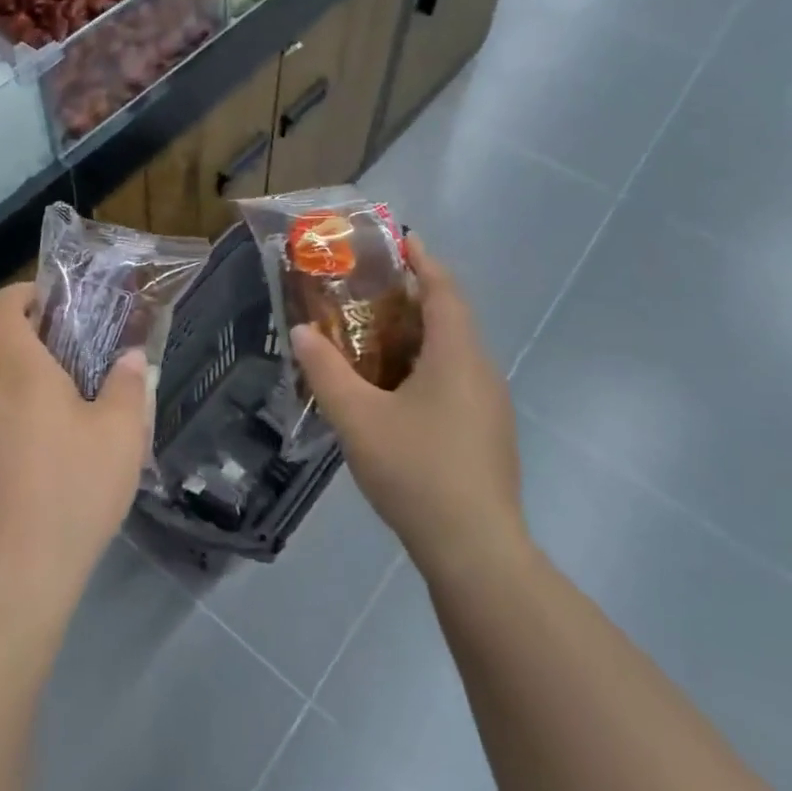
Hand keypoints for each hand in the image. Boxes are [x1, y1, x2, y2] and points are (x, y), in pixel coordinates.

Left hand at [0, 282, 151, 602]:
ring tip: (62, 388)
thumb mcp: (121, 435)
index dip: (21, 293)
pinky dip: (10, 406)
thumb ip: (128, 387)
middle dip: (18, 328)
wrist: (14, 574)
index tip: (54, 299)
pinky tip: (49, 439)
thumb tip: (132, 358)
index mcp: (17, 371)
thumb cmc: (72, 489)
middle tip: (62, 338)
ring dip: (13, 368)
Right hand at [292, 236, 523, 577]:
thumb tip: (302, 332)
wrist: (476, 550)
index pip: (444, 289)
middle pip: (449, 318)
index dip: (423, 261)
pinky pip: (455, 381)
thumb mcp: (357, 418)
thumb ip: (325, 371)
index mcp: (457, 356)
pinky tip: (393, 393)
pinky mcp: (487, 434)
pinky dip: (425, 368)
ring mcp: (490, 406)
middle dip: (412, 298)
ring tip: (372, 337)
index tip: (400, 239)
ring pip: (452, 354)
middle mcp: (481, 371)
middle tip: (367, 292)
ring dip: (417, 337)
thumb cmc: (416, 471)